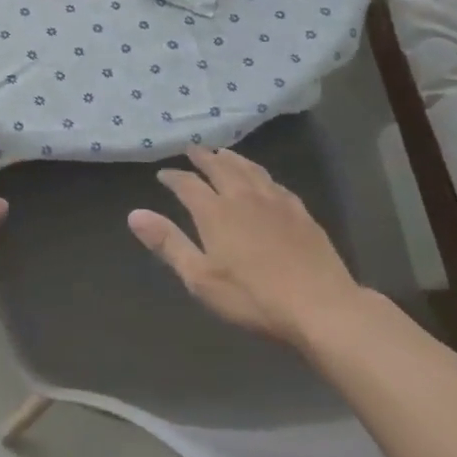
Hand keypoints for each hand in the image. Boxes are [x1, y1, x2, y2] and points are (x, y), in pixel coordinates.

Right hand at [128, 146, 362, 345]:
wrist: (322, 308)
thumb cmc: (254, 298)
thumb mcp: (201, 278)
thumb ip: (168, 243)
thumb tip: (134, 214)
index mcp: (215, 212)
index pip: (187, 184)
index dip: (173, 177)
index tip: (163, 174)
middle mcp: (243, 197)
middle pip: (220, 168)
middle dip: (203, 157)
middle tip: (192, 149)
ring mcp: (275, 202)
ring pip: (249, 169)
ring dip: (232, 158)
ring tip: (223, 152)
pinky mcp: (301, 213)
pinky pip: (275, 183)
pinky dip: (261, 174)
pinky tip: (263, 180)